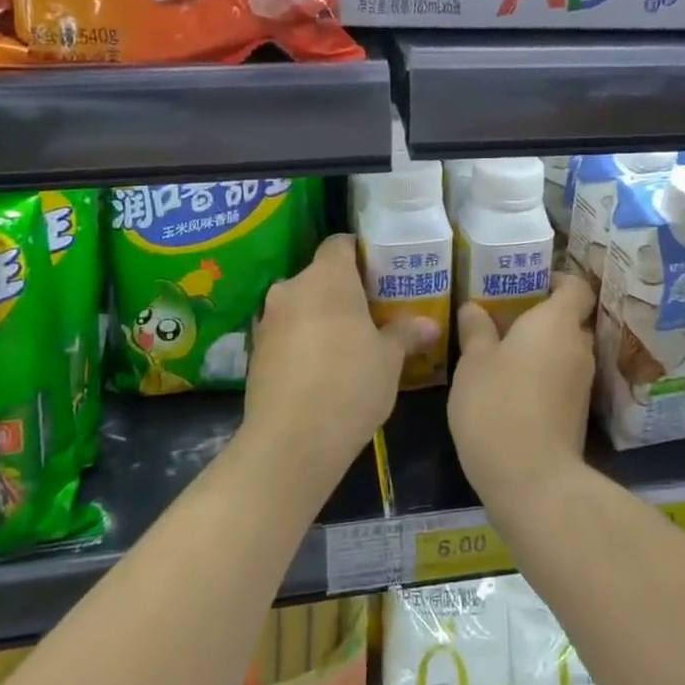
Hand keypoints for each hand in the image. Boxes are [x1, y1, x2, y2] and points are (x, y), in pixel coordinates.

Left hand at [243, 234, 436, 491]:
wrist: (291, 441)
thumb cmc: (350, 384)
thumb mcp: (389, 359)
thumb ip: (406, 333)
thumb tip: (430, 324)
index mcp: (327, 278)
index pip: (340, 244)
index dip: (360, 253)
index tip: (379, 272)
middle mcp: (291, 288)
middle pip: (319, 276)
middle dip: (343, 291)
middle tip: (371, 313)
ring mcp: (268, 320)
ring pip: (300, 306)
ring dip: (320, 317)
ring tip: (348, 345)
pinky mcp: (254, 352)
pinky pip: (285, 333)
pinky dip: (302, 342)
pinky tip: (321, 370)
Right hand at [449, 273, 596, 515]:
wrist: (531, 479)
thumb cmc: (497, 405)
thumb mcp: (474, 363)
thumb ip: (476, 330)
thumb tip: (475, 307)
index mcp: (556, 323)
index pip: (576, 287)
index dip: (559, 279)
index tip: (531, 279)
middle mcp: (578, 347)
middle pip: (570, 319)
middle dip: (542, 315)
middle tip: (506, 315)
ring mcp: (582, 383)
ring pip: (565, 351)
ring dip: (541, 347)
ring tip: (503, 350)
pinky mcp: (577, 413)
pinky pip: (562, 378)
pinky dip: (543, 374)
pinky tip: (512, 384)